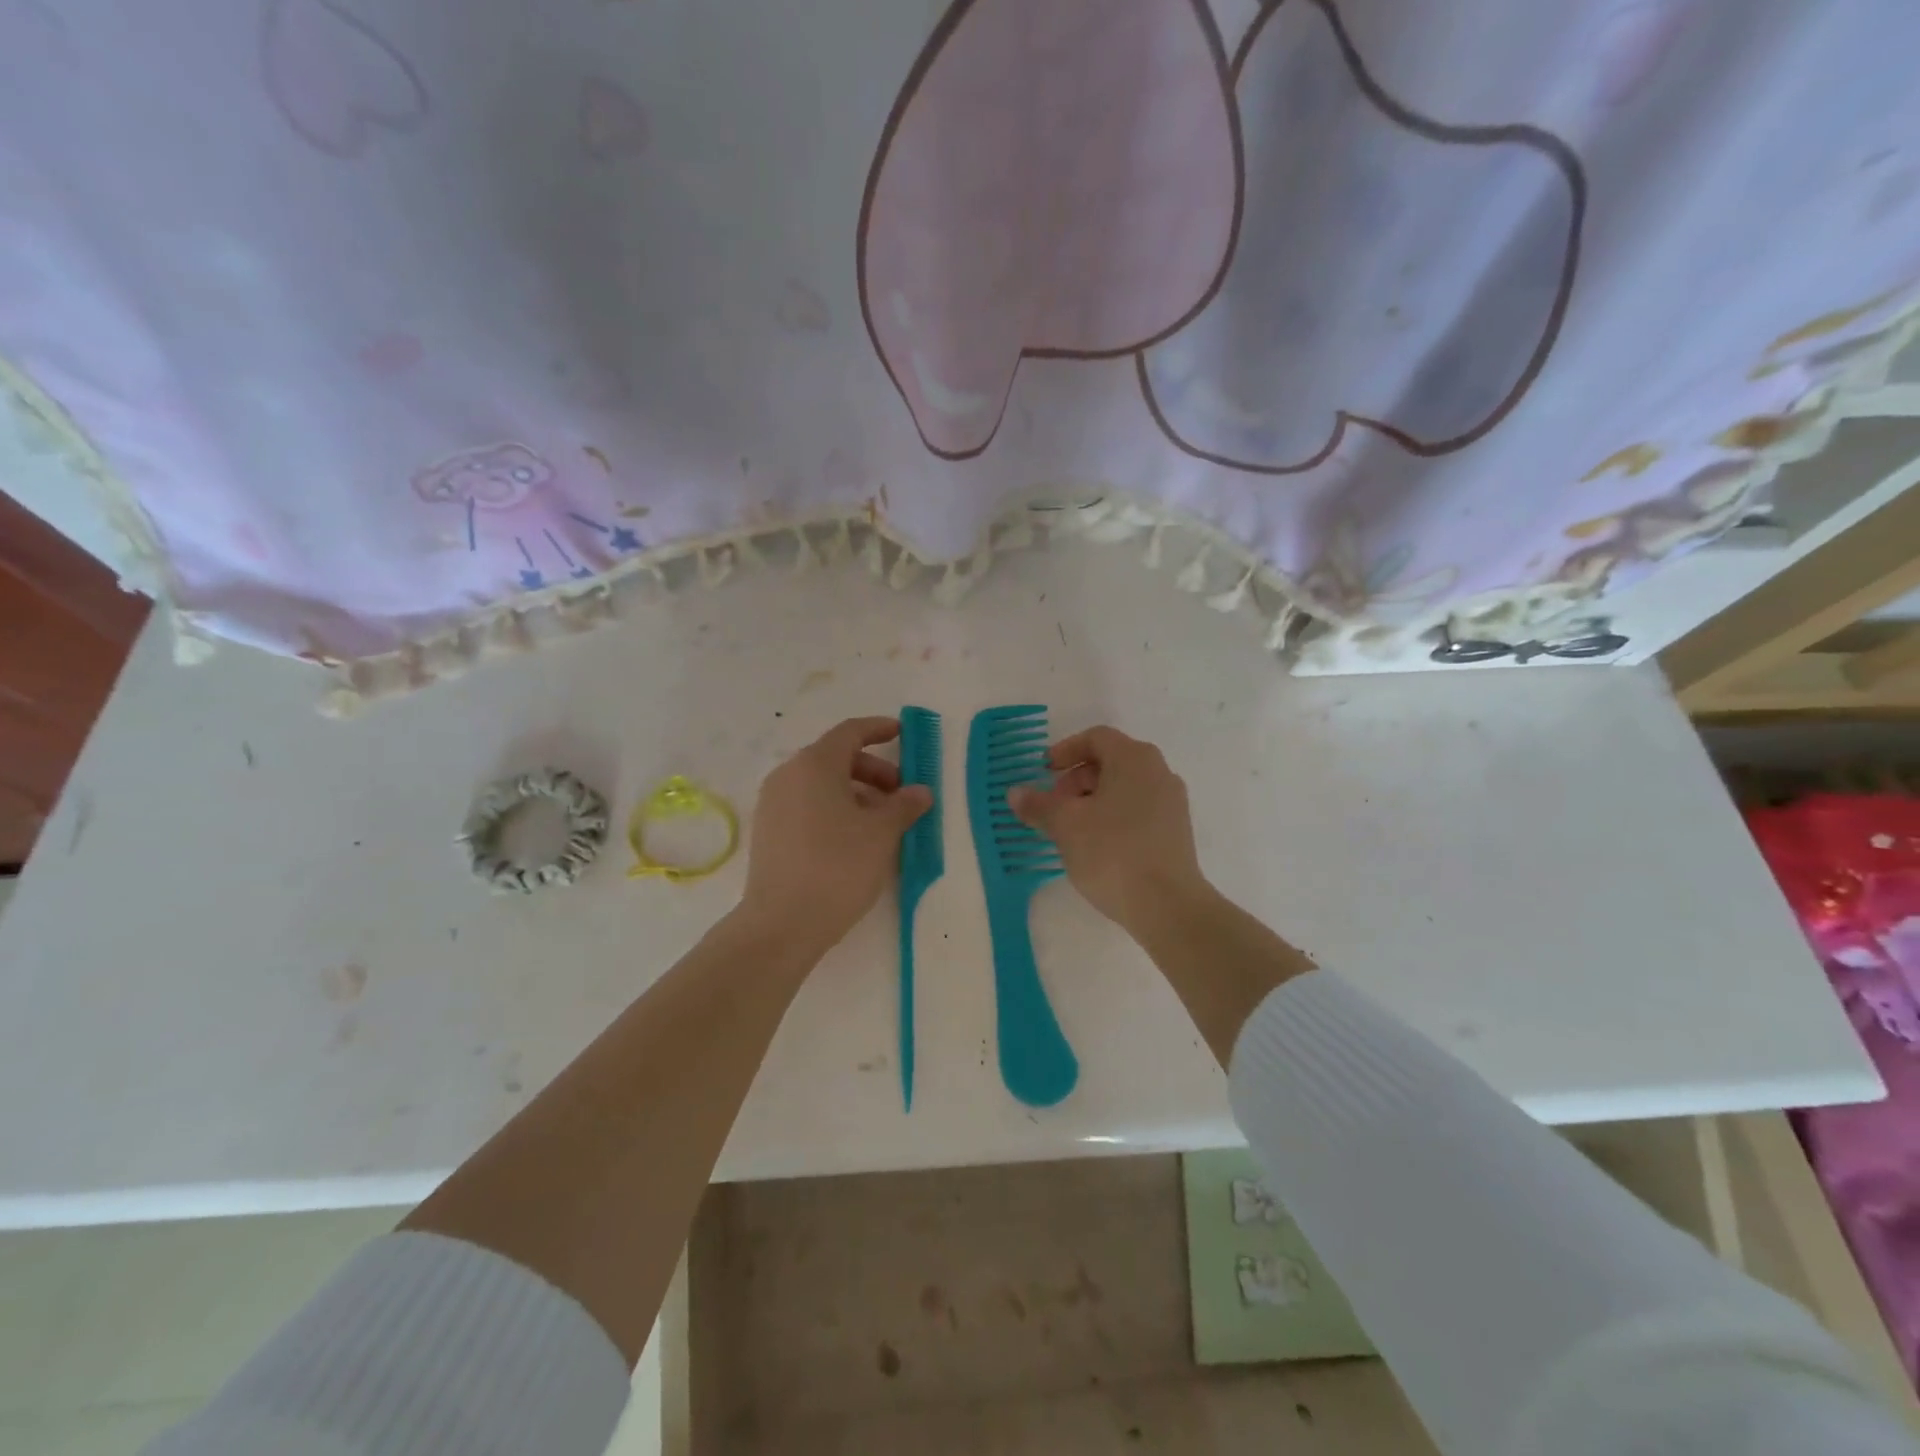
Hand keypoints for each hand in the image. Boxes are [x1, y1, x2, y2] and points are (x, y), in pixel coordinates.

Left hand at [738, 716, 931, 953]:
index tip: (902, 734)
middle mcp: (788, 775)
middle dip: (873, 770)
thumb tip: (920, 791)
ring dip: (856, 793)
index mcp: (814, 764)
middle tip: (900, 795)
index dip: (878, 729)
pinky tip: (854, 839)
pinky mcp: (768, 831)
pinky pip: (806, 805)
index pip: (850, 732)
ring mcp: (773, 804)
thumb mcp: (881, 834)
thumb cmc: (837, 867)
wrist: (781, 924)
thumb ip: (904, 806)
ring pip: (821, 784)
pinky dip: (834, 809)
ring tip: (882, 822)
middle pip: (835, 758)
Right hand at [1008, 726, 1209, 930]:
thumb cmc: (1112, 852)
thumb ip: (1038, 805)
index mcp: (1134, 758)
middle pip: (1111, 761)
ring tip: (1071, 830)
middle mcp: (1159, 772)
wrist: (1167, 905)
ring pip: (1125, 788)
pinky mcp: (1176, 831)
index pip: (1096, 737)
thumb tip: (1015, 793)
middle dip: (1076, 779)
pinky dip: (1113, 816)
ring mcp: (1172, 802)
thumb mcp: (1065, 826)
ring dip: (1093, 800)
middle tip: (1054, 806)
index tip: (1044, 772)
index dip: (1065, 750)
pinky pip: (1139, 810)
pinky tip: (1096, 846)